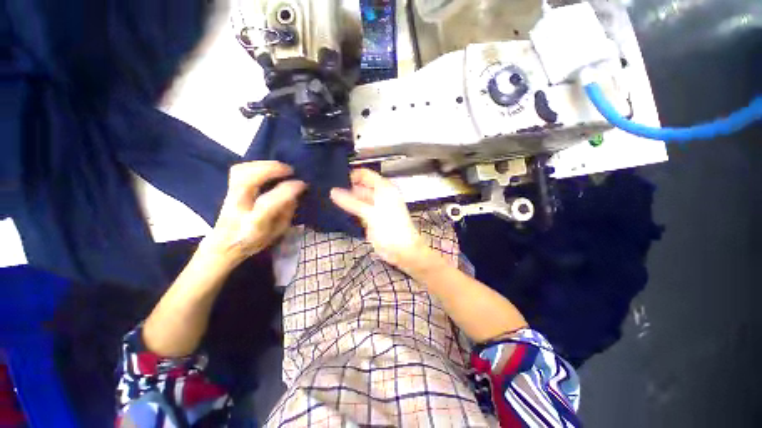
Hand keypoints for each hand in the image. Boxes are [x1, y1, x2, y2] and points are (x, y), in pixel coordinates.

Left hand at [203, 161, 305, 265]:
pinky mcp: (227, 189)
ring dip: (263, 164)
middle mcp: (238, 207)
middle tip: (289, 170)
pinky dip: (255, 165)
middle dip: (270, 169)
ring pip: (240, 171)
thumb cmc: (255, 241)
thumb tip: (294, 192)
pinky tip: (268, 168)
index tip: (302, 184)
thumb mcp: (278, 232)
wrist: (223, 244)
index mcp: (253, 224)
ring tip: (280, 167)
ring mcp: (229, 196)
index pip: (268, 202)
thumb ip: (286, 212)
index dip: (287, 190)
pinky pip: (239, 170)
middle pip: (246, 180)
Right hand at [330, 169, 427, 269]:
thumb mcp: (370, 213)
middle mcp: (380, 196)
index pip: (366, 175)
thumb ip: (351, 202)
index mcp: (384, 189)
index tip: (336, 179)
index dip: (352, 175)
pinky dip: (351, 210)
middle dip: (347, 188)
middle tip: (328, 189)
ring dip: (348, 200)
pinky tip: (339, 210)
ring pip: (359, 199)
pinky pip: (359, 211)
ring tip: (330, 198)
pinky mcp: (372, 219)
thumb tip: (333, 191)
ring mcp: (376, 208)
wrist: (402, 250)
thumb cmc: (391, 228)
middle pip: (362, 187)